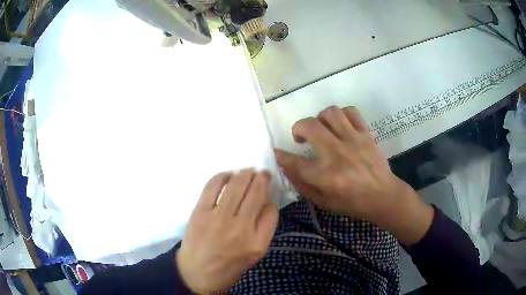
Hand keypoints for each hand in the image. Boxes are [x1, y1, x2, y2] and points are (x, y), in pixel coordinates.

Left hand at [176, 170, 277, 293]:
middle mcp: (241, 228)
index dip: (271, 198)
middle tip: (262, 174)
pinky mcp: (201, 211)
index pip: (272, 210)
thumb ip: (263, 230)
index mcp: (257, 243)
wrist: (196, 273)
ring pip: (237, 185)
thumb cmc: (228, 267)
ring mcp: (219, 218)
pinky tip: (228, 175)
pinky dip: (223, 176)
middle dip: (262, 178)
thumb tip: (265, 203)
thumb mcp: (254, 255)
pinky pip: (213, 186)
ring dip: (245, 174)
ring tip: (248, 171)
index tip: (268, 195)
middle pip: (256, 193)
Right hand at [276, 106, 433, 244]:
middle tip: (301, 138)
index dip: (281, 155)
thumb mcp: (323, 202)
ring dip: (319, 118)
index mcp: (325, 176)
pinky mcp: (366, 134)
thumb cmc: (352, 203)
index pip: (294, 161)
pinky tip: (340, 125)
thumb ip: (302, 184)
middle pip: (309, 127)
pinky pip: (351, 112)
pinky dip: (341, 115)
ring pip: (330, 113)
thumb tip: (285, 166)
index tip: (278, 152)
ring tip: (321, 129)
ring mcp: (353, 140)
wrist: (383, 196)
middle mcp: (337, 154)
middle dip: (297, 128)